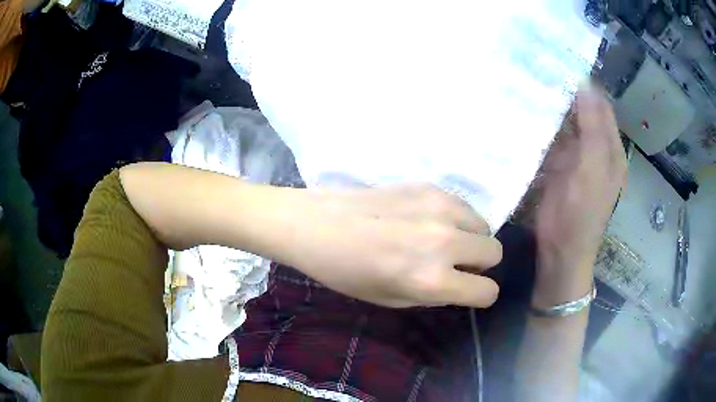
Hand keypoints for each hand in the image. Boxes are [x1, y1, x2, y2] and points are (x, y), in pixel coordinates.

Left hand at [279, 185, 503, 307]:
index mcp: (432, 280)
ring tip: (441, 241)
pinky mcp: (431, 186)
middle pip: (494, 253)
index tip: (465, 289)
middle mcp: (445, 242)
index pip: (487, 291)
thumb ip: (434, 296)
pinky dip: (457, 219)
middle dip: (479, 265)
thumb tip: (459, 284)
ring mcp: (440, 208)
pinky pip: (464, 206)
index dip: (478, 294)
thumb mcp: (391, 299)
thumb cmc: (346, 272)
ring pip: (485, 226)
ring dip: (471, 239)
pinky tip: (428, 220)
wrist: (316, 224)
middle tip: (453, 265)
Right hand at [533, 87, 626, 302]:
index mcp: (610, 147)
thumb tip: (584, 85)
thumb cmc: (581, 214)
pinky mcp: (557, 166)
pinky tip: (522, 111)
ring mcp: (575, 156)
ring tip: (525, 81)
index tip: (559, 61)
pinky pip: (550, 138)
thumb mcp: (593, 171)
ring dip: (550, 106)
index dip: (585, 83)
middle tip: (536, 66)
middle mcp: (595, 147)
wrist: (561, 251)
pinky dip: (540, 125)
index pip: (600, 104)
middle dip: (563, 90)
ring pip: (564, 122)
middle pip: (581, 110)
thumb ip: (593, 129)